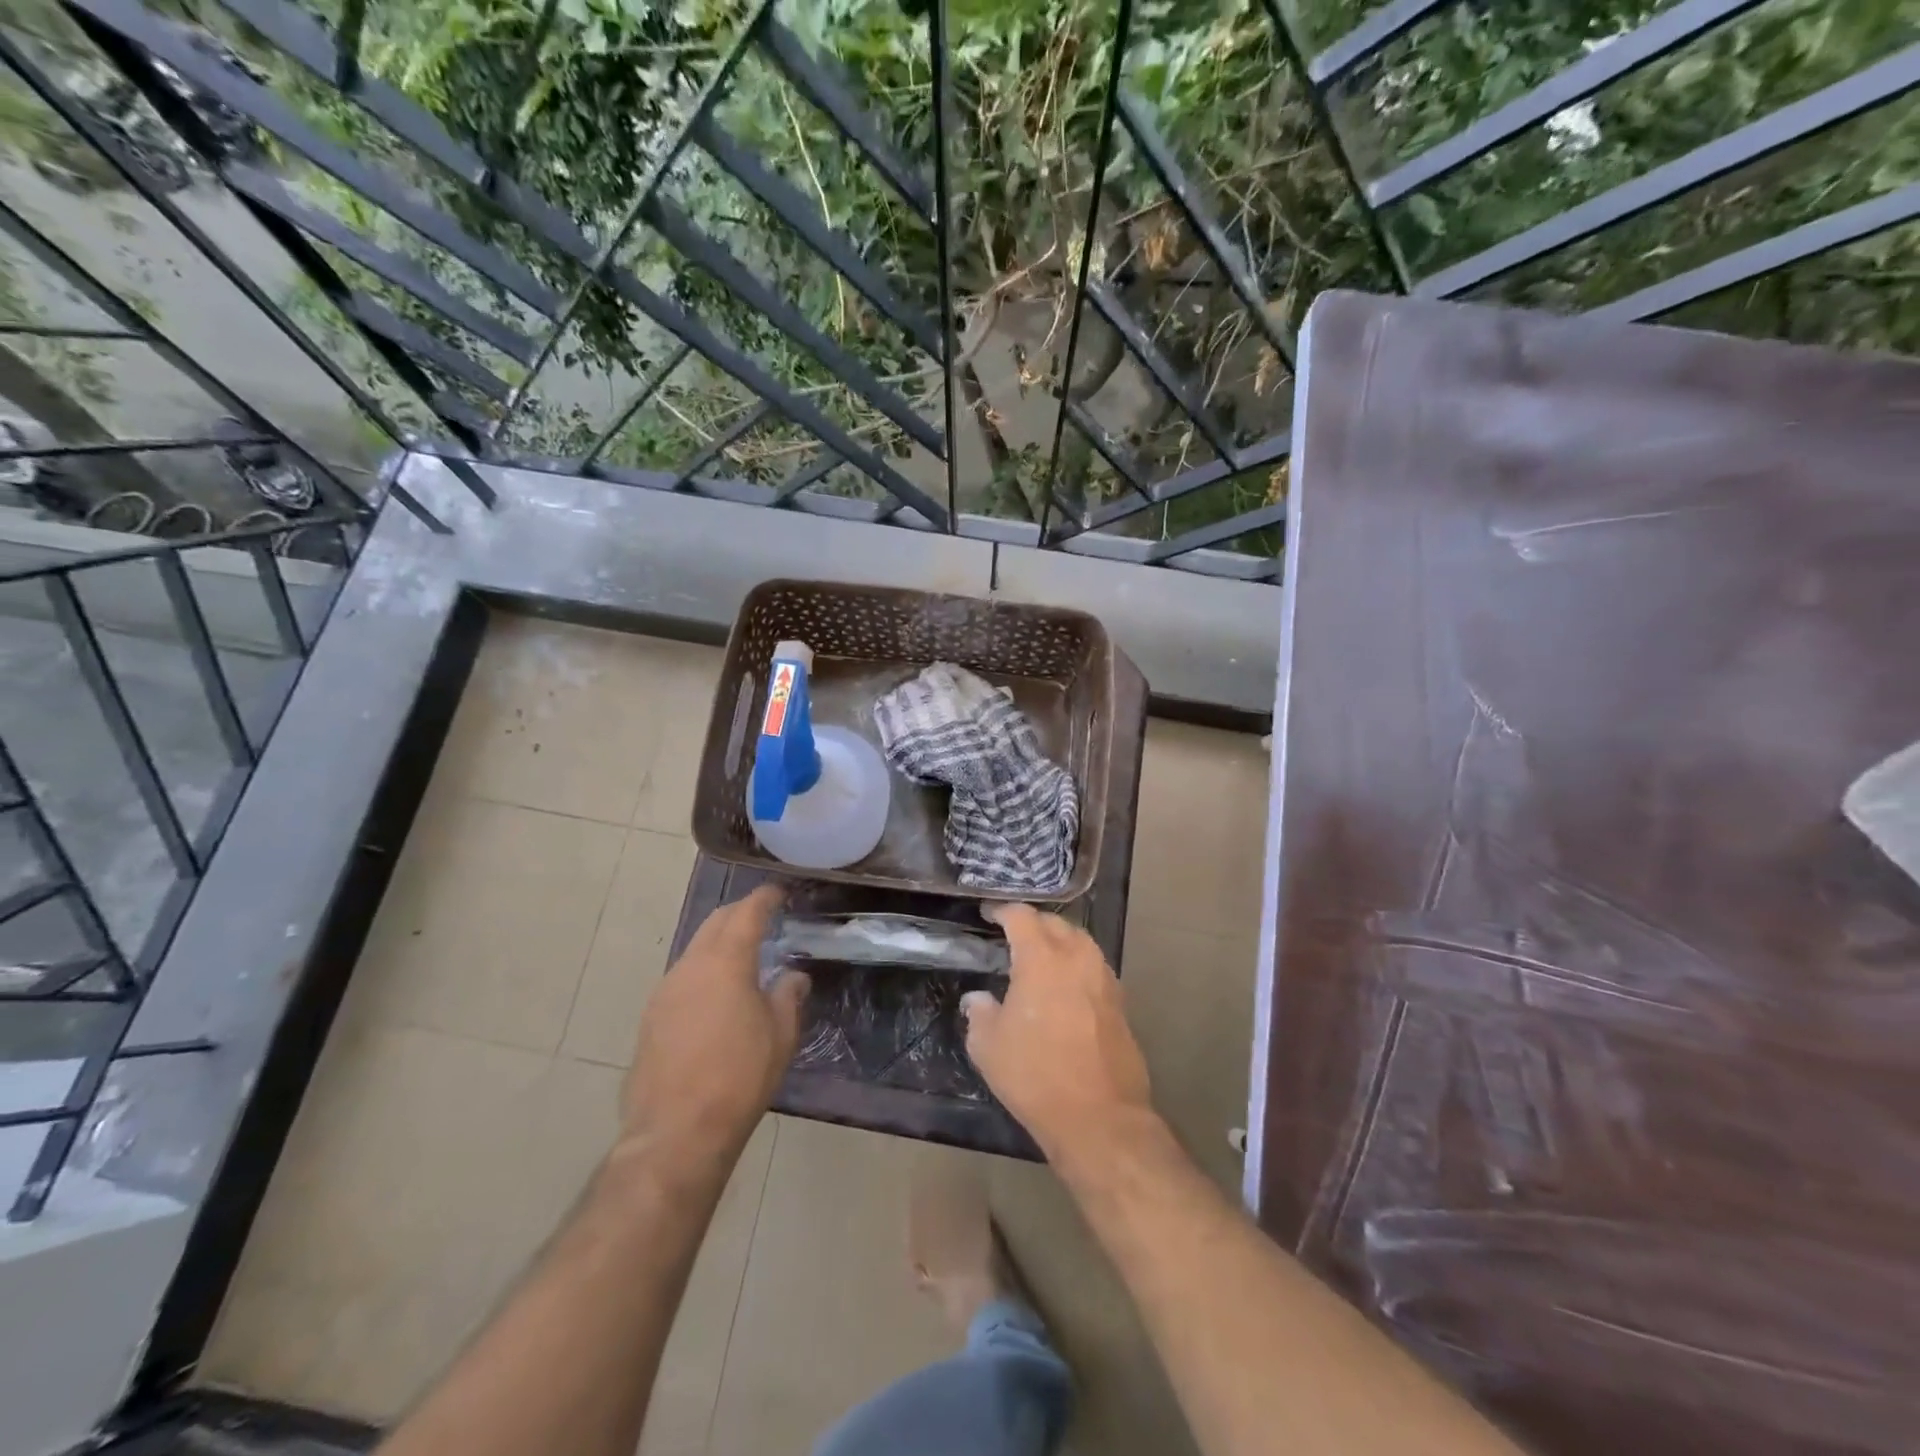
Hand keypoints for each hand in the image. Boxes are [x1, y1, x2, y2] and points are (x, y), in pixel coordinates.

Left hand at [621, 885, 808, 1165]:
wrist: (677, 1131)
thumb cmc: (739, 1077)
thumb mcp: (780, 1034)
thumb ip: (788, 995)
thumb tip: (793, 976)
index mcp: (726, 961)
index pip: (747, 912)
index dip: (765, 898)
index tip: (779, 893)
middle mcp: (691, 965)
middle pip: (716, 922)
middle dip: (740, 914)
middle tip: (764, 919)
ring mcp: (665, 990)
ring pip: (696, 948)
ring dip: (720, 943)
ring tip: (744, 958)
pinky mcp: (651, 1017)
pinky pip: (683, 977)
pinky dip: (704, 970)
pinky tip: (717, 995)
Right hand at [960, 904, 1151, 1159]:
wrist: (1099, 1116)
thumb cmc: (1035, 1075)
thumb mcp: (988, 1046)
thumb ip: (979, 1013)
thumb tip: (977, 999)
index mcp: (1042, 958)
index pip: (1022, 917)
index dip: (1003, 911)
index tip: (989, 914)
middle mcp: (1077, 958)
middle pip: (1056, 924)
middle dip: (1033, 923)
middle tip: (1013, 935)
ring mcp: (1104, 979)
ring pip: (1080, 942)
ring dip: (1059, 941)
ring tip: (1040, 957)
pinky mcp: (1120, 1003)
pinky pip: (1094, 968)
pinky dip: (1077, 965)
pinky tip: (1065, 986)